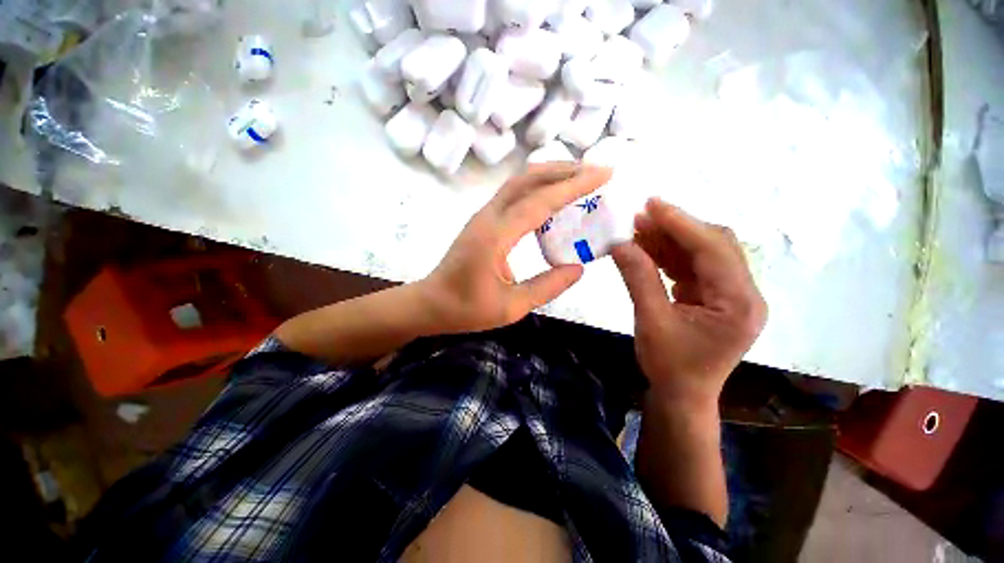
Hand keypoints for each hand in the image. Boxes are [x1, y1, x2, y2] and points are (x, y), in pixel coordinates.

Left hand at [420, 163, 612, 333]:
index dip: (573, 186)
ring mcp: (484, 216)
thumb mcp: (511, 307)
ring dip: (550, 176)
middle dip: (564, 170)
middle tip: (596, 173)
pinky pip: (514, 195)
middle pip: (527, 179)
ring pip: (519, 183)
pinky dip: (538, 189)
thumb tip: (578, 267)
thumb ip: (547, 287)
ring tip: (580, 180)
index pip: (539, 201)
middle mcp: (488, 217)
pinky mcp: (484, 221)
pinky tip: (553, 201)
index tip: (603, 174)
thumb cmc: (466, 309)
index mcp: (495, 236)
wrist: (431, 303)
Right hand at [612, 198, 766, 409]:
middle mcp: (744, 293)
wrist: (682, 395)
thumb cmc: (669, 366)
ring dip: (670, 240)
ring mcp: (731, 295)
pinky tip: (647, 249)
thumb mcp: (651, 321)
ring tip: (638, 229)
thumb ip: (638, 278)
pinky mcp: (716, 297)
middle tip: (640, 216)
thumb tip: (620, 244)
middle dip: (676, 228)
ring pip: (702, 253)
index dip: (681, 223)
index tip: (652, 204)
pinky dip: (670, 255)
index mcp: (739, 303)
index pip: (713, 250)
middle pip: (714, 246)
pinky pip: (693, 267)